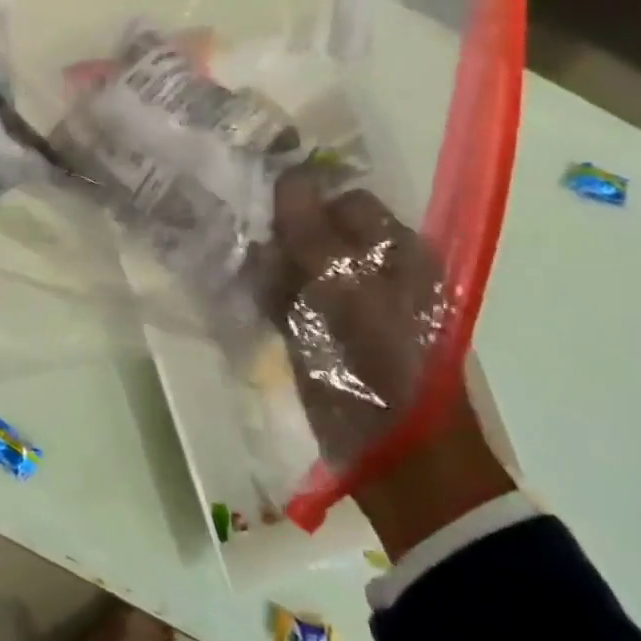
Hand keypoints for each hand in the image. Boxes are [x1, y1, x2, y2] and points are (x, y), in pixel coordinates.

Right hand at [265, 170, 511, 556]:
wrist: (401, 463)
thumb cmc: (382, 371)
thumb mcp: (345, 295)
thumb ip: (313, 235)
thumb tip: (287, 177)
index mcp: (398, 251)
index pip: (340, 199)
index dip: (299, 199)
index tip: (255, 205)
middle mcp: (374, 269)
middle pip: (314, 229)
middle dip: (276, 232)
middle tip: (243, 241)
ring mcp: (347, 303)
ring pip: (295, 263)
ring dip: (266, 265)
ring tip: (239, 272)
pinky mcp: (323, 333)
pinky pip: (287, 297)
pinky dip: (265, 294)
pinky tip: (246, 300)